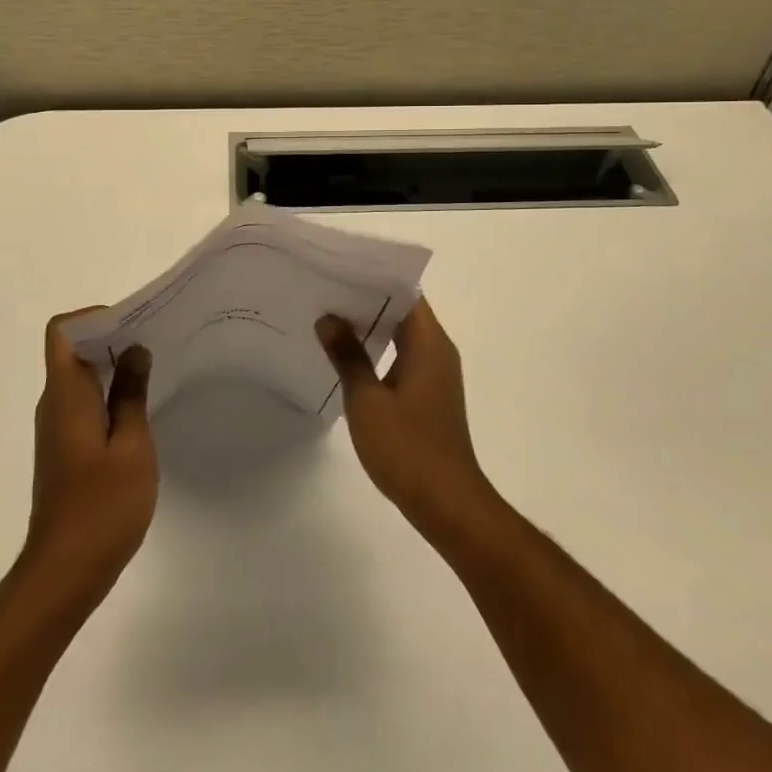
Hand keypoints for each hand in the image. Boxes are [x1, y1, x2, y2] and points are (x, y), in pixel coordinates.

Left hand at [20, 313, 158, 609]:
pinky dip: (109, 394)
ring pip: (81, 377)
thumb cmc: (103, 505)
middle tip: (156, 341)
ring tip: (155, 370)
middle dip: (112, 337)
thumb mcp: (131, 445)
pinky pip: (84, 403)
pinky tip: (141, 410)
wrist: (65, 570)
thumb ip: (132, 393)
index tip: (133, 325)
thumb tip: (134, 351)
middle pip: (74, 350)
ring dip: (113, 366)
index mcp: (66, 394)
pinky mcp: (65, 449)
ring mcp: (57, 428)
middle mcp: (55, 404)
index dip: (94, 317)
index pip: (63, 331)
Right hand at [317, 298, 491, 535]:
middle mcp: (438, 351)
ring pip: (403, 335)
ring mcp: (436, 375)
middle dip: (367, 300)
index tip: (341, 270)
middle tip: (325, 292)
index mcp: (429, 343)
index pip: (406, 293)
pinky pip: (403, 357)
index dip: (375, 278)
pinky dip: (379, 351)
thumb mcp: (367, 400)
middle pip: (404, 311)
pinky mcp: (430, 395)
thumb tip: (329, 318)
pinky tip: (348, 359)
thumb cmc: (407, 447)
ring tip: (329, 319)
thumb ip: (348, 355)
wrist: (446, 502)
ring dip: (371, 327)